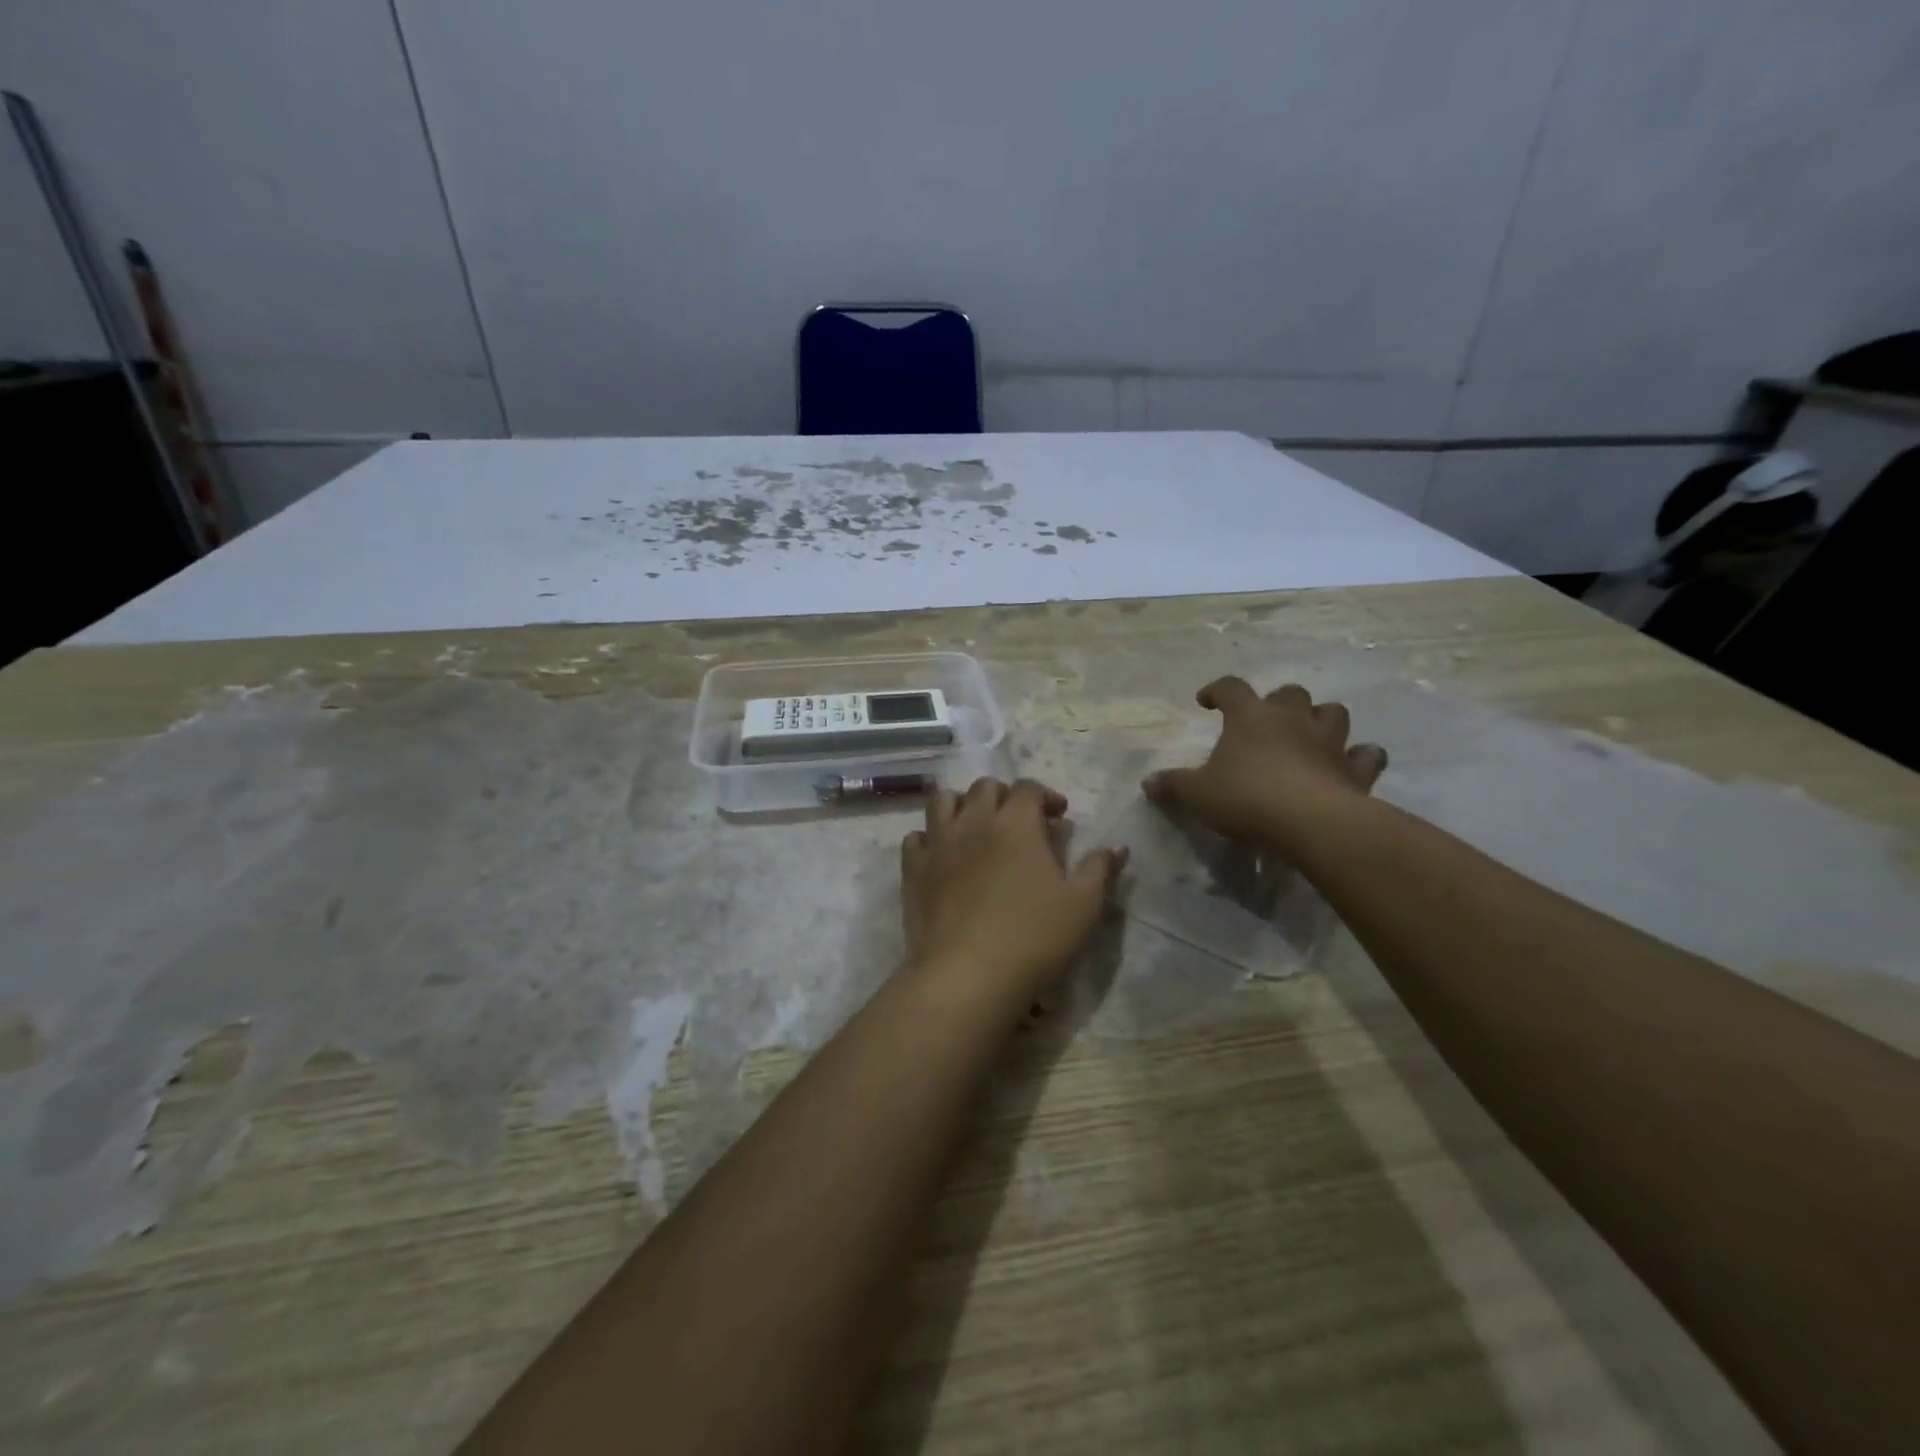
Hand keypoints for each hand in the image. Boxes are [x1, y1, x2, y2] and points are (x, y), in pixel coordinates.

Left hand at [901, 778, 1126, 1002]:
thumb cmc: (1033, 937)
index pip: (1029, 788)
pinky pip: (916, 837)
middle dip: (1005, 796)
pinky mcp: (913, 870)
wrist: (967, 974)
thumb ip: (1100, 870)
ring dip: (962, 805)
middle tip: (1020, 822)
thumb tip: (1117, 848)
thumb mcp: (1083, 905)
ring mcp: (938, 843)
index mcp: (1016, 823)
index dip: (1046, 796)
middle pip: (985, 787)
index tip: (1059, 817)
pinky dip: (930, 838)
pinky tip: (943, 856)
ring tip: (976, 827)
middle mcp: (974, 821)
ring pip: (943, 801)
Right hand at [1142, 678, 1387, 848]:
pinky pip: (1366, 754)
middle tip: (1265, 722)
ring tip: (1310, 736)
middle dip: (1278, 703)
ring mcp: (1329, 741)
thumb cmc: (1245, 797)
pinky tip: (1351, 766)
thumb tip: (1148, 783)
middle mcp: (1292, 718)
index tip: (1206, 702)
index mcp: (1249, 717)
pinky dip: (1360, 757)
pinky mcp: (1355, 769)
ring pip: (1332, 712)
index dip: (1216, 690)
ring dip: (1321, 720)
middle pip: (1289, 693)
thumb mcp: (1197, 795)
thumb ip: (1173, 786)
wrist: (1309, 821)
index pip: (1230, 688)